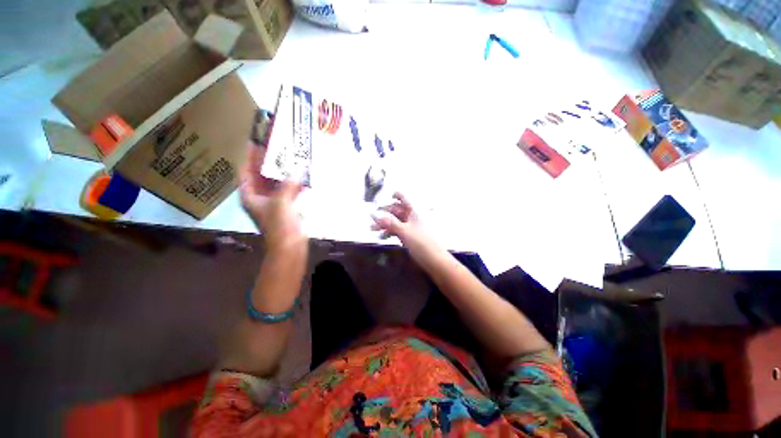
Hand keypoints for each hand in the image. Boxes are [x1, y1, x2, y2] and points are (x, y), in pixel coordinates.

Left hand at [239, 142, 305, 252]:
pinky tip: (303, 176)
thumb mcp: (281, 202)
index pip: (245, 171)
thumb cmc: (279, 226)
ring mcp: (274, 203)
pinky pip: (289, 191)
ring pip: (276, 183)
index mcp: (250, 196)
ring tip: (291, 158)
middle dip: (268, 162)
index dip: (248, 157)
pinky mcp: (287, 208)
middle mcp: (260, 198)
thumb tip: (298, 169)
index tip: (255, 142)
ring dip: (283, 172)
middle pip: (261, 175)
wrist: (290, 247)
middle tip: (277, 147)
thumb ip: (289, 184)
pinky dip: (295, 184)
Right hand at [371, 192, 426, 246]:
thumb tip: (374, 214)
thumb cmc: (422, 242)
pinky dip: (390, 231)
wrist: (434, 260)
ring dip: (385, 223)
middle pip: (397, 210)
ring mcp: (411, 227)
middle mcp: (412, 217)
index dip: (395, 196)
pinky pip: (398, 230)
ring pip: (396, 221)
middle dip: (385, 213)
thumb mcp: (404, 231)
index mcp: (414, 211)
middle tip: (372, 218)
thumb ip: (389, 222)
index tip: (384, 199)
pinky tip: (383, 234)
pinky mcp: (410, 236)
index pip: (404, 198)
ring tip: (372, 228)